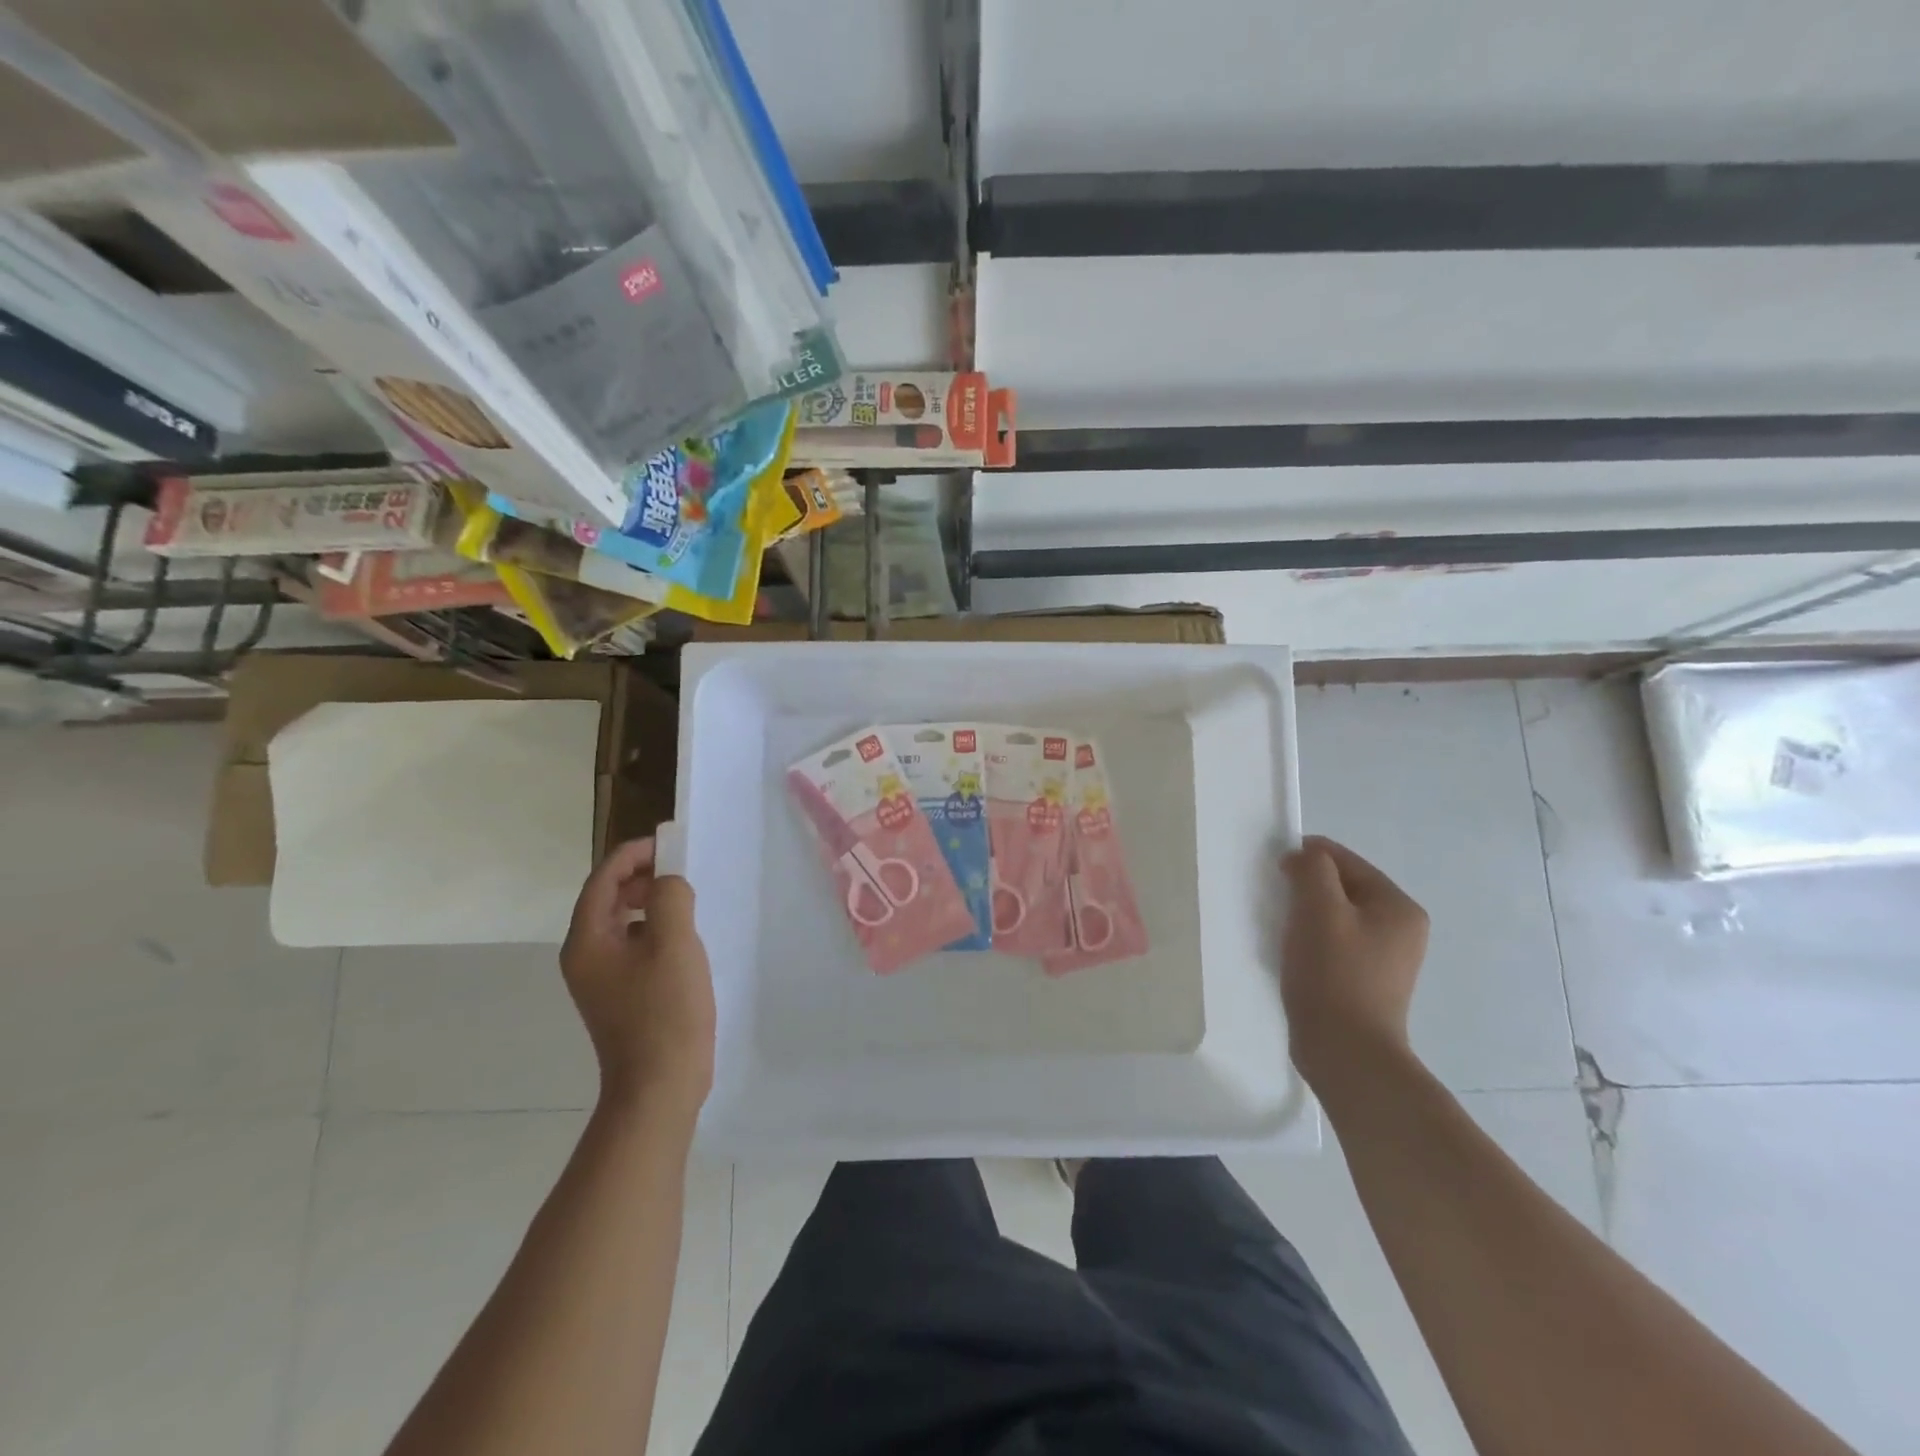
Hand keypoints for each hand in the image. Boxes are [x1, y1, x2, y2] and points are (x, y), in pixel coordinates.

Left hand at [560, 837, 714, 1123]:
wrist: (659, 1087)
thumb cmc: (665, 1012)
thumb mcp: (674, 944)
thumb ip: (670, 897)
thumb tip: (668, 883)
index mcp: (586, 941)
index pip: (603, 879)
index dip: (633, 854)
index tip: (670, 844)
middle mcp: (584, 956)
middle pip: (607, 898)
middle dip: (642, 876)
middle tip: (681, 869)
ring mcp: (601, 979)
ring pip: (621, 922)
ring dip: (650, 901)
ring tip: (685, 900)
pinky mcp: (621, 994)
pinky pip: (633, 945)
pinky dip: (654, 929)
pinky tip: (682, 938)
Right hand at [1280, 835, 1429, 1091]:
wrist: (1345, 1052)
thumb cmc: (1333, 974)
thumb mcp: (1318, 909)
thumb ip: (1312, 869)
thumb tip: (1303, 856)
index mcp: (1398, 905)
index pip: (1344, 859)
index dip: (1304, 858)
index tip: (1272, 874)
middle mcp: (1401, 927)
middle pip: (1341, 887)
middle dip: (1304, 888)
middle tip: (1275, 903)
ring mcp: (1386, 957)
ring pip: (1335, 915)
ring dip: (1305, 915)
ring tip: (1281, 931)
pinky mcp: (1367, 980)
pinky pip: (1335, 942)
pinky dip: (1311, 940)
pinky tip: (1293, 955)